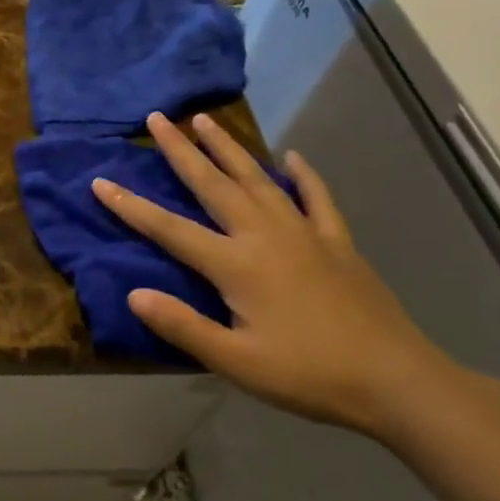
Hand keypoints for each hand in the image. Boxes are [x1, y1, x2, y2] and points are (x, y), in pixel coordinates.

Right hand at [92, 111, 456, 438]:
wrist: (399, 382)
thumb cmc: (310, 375)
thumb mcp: (238, 363)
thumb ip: (183, 326)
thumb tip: (134, 294)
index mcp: (235, 264)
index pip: (169, 229)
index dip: (130, 206)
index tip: (100, 181)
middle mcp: (264, 236)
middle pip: (213, 184)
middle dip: (181, 150)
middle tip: (158, 118)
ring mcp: (304, 234)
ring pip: (258, 179)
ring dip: (228, 148)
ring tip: (206, 120)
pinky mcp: (337, 243)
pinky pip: (317, 199)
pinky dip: (304, 176)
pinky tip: (293, 157)